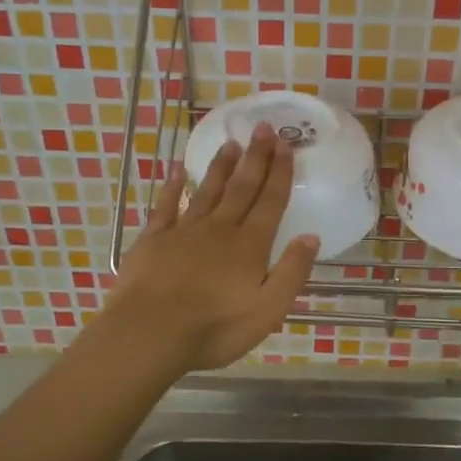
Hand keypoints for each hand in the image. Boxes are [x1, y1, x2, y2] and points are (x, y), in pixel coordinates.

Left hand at [103, 124, 317, 373]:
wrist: (150, 332)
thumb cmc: (214, 328)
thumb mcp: (267, 311)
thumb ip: (291, 272)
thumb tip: (310, 237)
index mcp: (249, 246)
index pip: (270, 202)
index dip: (280, 173)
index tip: (286, 145)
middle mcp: (219, 229)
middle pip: (242, 187)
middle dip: (255, 158)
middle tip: (263, 128)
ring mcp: (184, 231)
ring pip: (208, 191)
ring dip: (221, 166)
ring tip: (231, 143)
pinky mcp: (154, 239)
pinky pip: (166, 205)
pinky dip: (173, 186)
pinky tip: (178, 170)